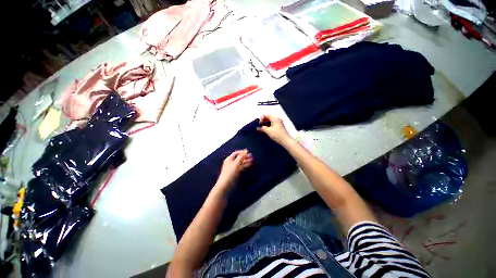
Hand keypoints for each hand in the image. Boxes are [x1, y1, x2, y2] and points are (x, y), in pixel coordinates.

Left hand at [216, 149, 252, 188]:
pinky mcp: (235, 173)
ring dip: (246, 162)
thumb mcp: (236, 163)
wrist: (225, 185)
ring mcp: (233, 168)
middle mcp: (231, 162)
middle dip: (245, 157)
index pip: (236, 153)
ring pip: (240, 163)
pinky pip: (241, 167)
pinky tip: (249, 165)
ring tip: (252, 161)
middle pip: (239, 158)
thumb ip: (241, 156)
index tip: (248, 152)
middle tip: (252, 157)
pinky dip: (245, 166)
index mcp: (229, 159)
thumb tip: (246, 150)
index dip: (242, 152)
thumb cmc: (230, 173)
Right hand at [257, 115, 291, 144]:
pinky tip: (266, 131)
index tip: (259, 123)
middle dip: (263, 121)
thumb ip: (262, 128)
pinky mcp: (280, 128)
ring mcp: (279, 123)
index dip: (261, 118)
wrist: (285, 140)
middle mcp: (277, 119)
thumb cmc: (277, 134)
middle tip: (259, 126)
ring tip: (262, 129)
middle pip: (269, 118)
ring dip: (266, 124)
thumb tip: (258, 127)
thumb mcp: (268, 131)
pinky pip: (273, 125)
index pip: (267, 115)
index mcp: (275, 118)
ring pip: (271, 122)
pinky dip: (269, 126)